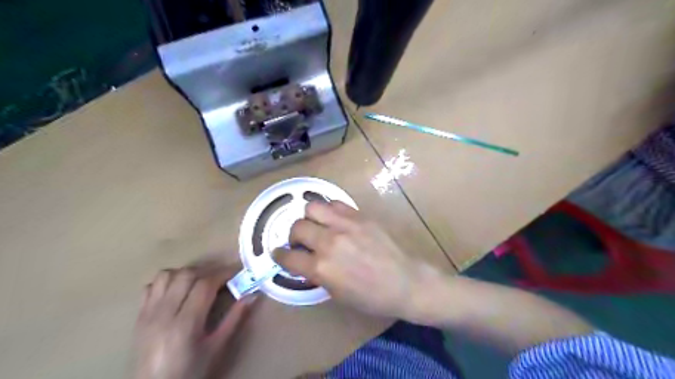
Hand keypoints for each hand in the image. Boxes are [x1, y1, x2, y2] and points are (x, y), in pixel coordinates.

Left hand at [133, 264, 257, 378]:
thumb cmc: (190, 371)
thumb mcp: (217, 347)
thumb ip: (234, 318)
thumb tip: (252, 295)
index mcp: (185, 324)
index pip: (205, 285)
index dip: (223, 274)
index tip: (237, 272)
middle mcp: (164, 313)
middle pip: (186, 275)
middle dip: (208, 271)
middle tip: (221, 279)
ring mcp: (148, 313)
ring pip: (166, 275)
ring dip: (186, 273)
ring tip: (199, 283)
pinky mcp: (139, 316)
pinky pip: (151, 286)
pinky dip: (167, 281)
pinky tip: (178, 291)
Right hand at [271, 201, 440, 318]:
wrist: (405, 281)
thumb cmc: (371, 296)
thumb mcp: (337, 294)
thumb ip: (317, 275)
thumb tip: (306, 262)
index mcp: (322, 268)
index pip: (288, 257)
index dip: (279, 255)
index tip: (279, 253)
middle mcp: (329, 242)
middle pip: (297, 227)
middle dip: (293, 236)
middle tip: (301, 242)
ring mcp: (345, 225)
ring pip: (312, 207)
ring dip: (309, 218)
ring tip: (317, 226)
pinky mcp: (360, 215)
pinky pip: (335, 204)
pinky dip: (329, 210)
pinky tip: (334, 220)